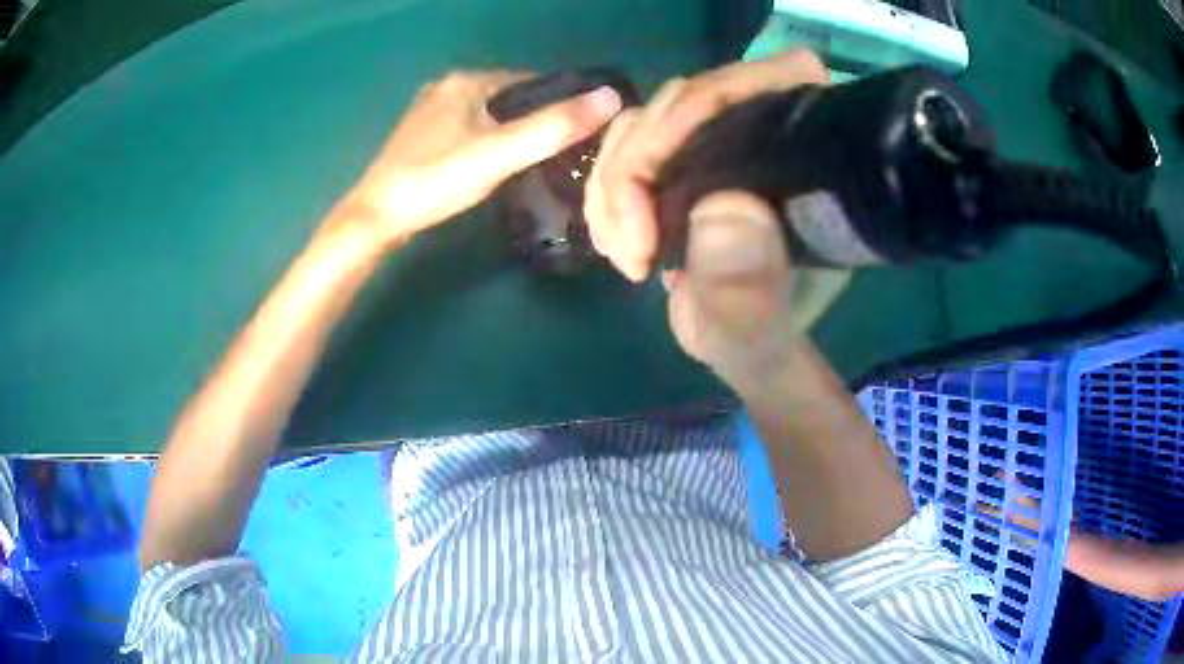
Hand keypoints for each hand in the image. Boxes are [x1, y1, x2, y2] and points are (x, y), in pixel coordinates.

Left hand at [334, 70, 621, 246]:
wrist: (375, 218)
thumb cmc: (435, 181)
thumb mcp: (499, 154)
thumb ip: (552, 127)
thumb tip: (611, 98)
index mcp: (468, 80)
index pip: (534, 81)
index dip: (564, 103)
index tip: (588, 132)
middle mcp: (449, 86)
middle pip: (513, 98)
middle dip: (540, 119)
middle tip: (569, 153)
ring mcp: (433, 110)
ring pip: (493, 115)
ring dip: (517, 131)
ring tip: (543, 161)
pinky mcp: (424, 135)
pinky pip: (473, 128)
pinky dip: (493, 141)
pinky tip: (502, 164)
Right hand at [584, 50, 827, 389]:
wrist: (737, 344)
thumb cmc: (759, 338)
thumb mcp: (757, 328)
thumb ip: (749, 286)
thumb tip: (722, 207)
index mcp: (810, 160)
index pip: (765, 83)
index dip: (703, 108)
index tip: (660, 187)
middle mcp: (767, 133)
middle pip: (686, 99)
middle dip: (639, 166)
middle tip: (634, 247)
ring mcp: (720, 140)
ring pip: (646, 120)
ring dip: (613, 183)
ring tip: (624, 252)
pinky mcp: (684, 157)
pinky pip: (627, 146)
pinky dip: (607, 189)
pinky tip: (615, 238)